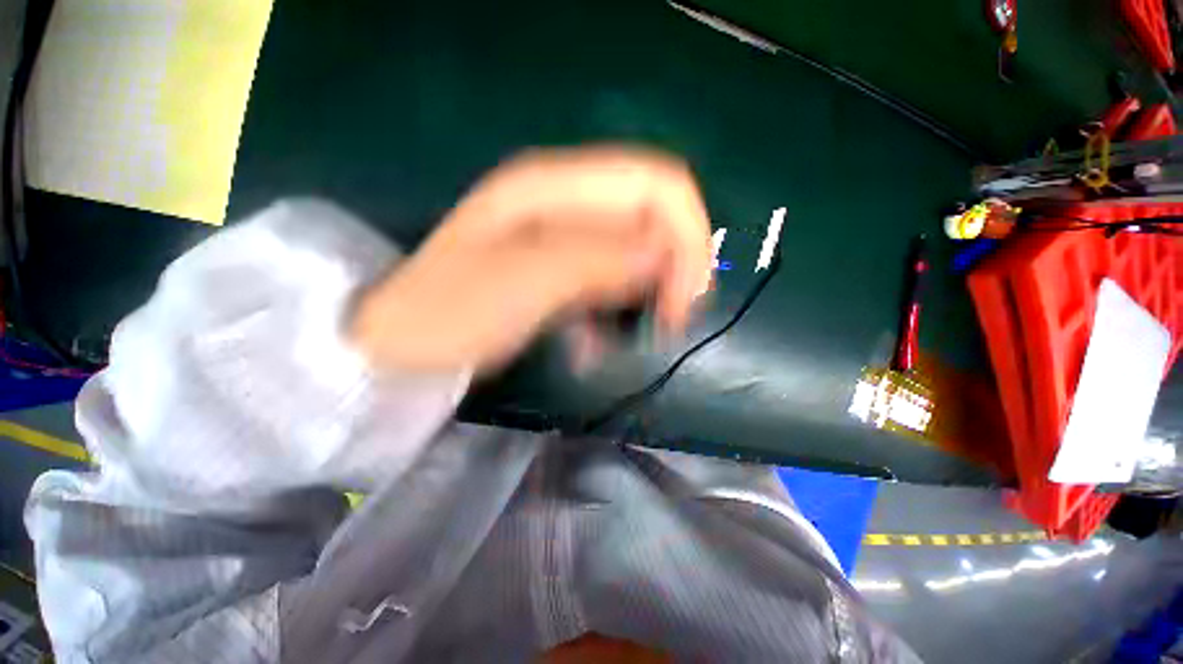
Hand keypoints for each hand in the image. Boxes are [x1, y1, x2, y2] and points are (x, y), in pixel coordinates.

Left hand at [351, 146, 712, 374]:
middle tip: (668, 322)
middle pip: (655, 213)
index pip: (658, 184)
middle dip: (676, 265)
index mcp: (555, 185)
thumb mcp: (525, 282)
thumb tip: (667, 255)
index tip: (681, 299)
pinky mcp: (562, 263)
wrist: (400, 338)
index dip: (687, 235)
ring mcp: (565, 231)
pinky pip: (614, 276)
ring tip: (638, 334)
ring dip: (651, 289)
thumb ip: (598, 260)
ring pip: (639, 247)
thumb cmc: (450, 311)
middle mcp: (567, 197)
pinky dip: (620, 306)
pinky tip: (598, 341)